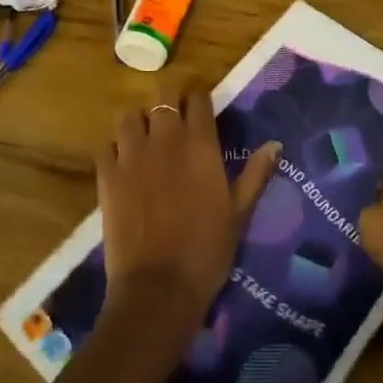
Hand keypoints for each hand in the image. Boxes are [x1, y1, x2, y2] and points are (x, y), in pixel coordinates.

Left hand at [96, 89, 279, 336]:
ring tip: (144, 139)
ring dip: (138, 121)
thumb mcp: (239, 212)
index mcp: (200, 143)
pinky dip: (114, 149)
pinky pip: (106, 146)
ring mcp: (132, 155)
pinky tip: (122, 165)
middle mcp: (166, 138)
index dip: (200, 101)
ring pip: (129, 114)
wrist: (158, 288)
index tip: (202, 113)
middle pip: (163, 93)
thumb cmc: (207, 250)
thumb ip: (256, 173)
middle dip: (169, 100)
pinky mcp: (107, 175)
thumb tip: (275, 144)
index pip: (199, 99)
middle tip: (173, 120)